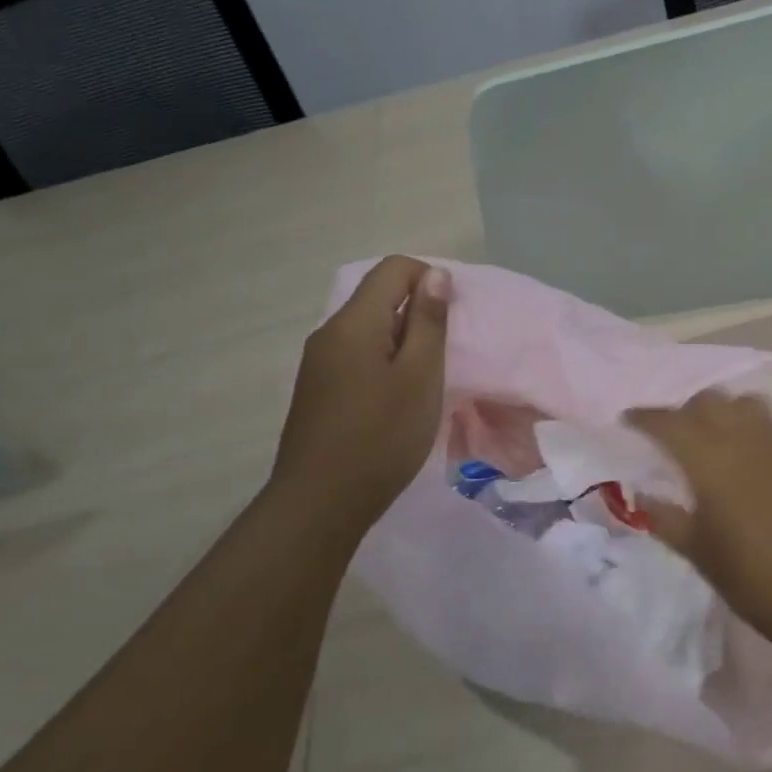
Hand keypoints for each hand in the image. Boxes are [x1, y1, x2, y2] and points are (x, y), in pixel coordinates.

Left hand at [270, 255, 450, 534]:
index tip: (452, 320)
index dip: (430, 280)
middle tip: (446, 356)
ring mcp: (319, 363)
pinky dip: (385, 363)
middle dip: (419, 314)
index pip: (394, 269)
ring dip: (404, 342)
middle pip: (379, 297)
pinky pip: (358, 356)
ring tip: (427, 381)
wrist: (321, 503)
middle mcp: (330, 333)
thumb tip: (434, 275)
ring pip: (370, 330)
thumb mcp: (420, 376)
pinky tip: (399, 401)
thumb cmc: (382, 436)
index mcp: (354, 323)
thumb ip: (428, 322)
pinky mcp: (319, 390)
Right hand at [626, 392, 771, 643]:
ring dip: (726, 412)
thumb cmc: (751, 577)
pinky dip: (760, 427)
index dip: (645, 418)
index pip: (669, 422)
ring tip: (716, 436)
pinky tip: (757, 452)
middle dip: (685, 411)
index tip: (628, 420)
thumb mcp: (697, 550)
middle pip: (709, 401)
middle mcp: (744, 436)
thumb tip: (638, 495)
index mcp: (709, 458)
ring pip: (747, 402)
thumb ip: (664, 516)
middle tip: (673, 435)